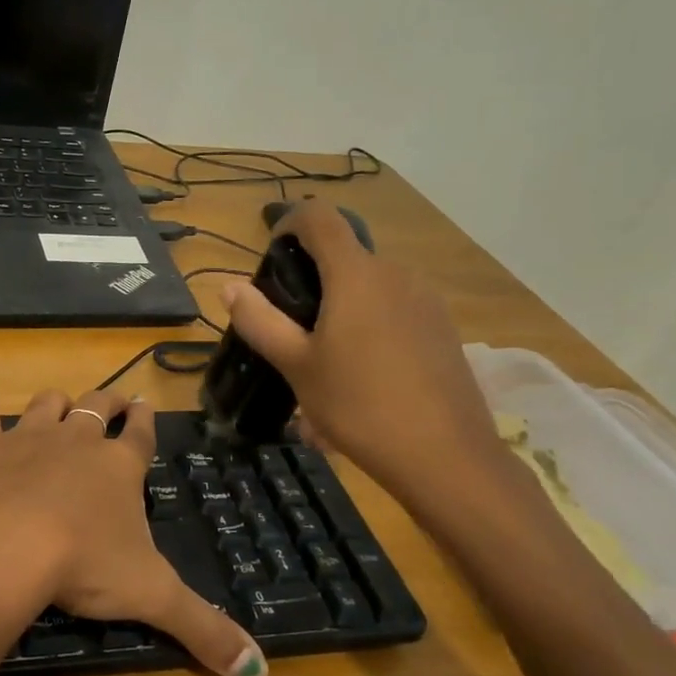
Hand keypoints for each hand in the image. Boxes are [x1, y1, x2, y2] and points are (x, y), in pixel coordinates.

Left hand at [0, 387, 267, 675]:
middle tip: (116, 399)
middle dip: (109, 401)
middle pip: (97, 407)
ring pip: (48, 404)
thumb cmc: (84, 565)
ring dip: (56, 401)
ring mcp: (29, 439)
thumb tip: (257, 670)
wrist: (6, 546)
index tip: (146, 406)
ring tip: (61, 401)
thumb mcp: (153, 598)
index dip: (145, 421)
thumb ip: (204, 629)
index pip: (140, 435)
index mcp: (120, 467)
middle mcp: (77, 441)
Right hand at [222, 198, 506, 510]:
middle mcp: (396, 274)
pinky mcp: (443, 328)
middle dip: (311, 276)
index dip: (290, 222)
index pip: (320, 218)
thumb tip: (230, 287)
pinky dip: (369, 322)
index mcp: (356, 275)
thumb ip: (260, 321)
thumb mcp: (296, 366)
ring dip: (341, 303)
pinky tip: (362, 372)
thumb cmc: (359, 405)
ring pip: (370, 284)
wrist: (445, 457)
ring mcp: (426, 301)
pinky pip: (394, 308)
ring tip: (323, 356)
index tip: (270, 255)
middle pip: (345, 254)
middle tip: (288, 324)